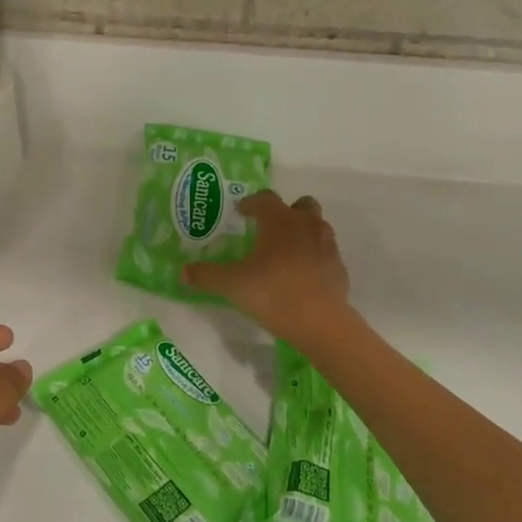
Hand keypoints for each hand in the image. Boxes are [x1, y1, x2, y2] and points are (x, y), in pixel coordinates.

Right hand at [183, 191, 351, 341]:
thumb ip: (206, 276)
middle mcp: (306, 226)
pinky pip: (326, 253)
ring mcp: (327, 246)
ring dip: (303, 231)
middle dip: (286, 211)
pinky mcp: (338, 269)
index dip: (252, 202)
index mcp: (280, 221)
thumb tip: (182, 272)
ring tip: (285, 250)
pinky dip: (314, 257)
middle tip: (269, 227)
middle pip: (301, 205)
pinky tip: (301, 275)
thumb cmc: (273, 293)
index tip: (241, 212)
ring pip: (317, 226)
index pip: (266, 199)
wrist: (321, 323)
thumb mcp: (232, 285)